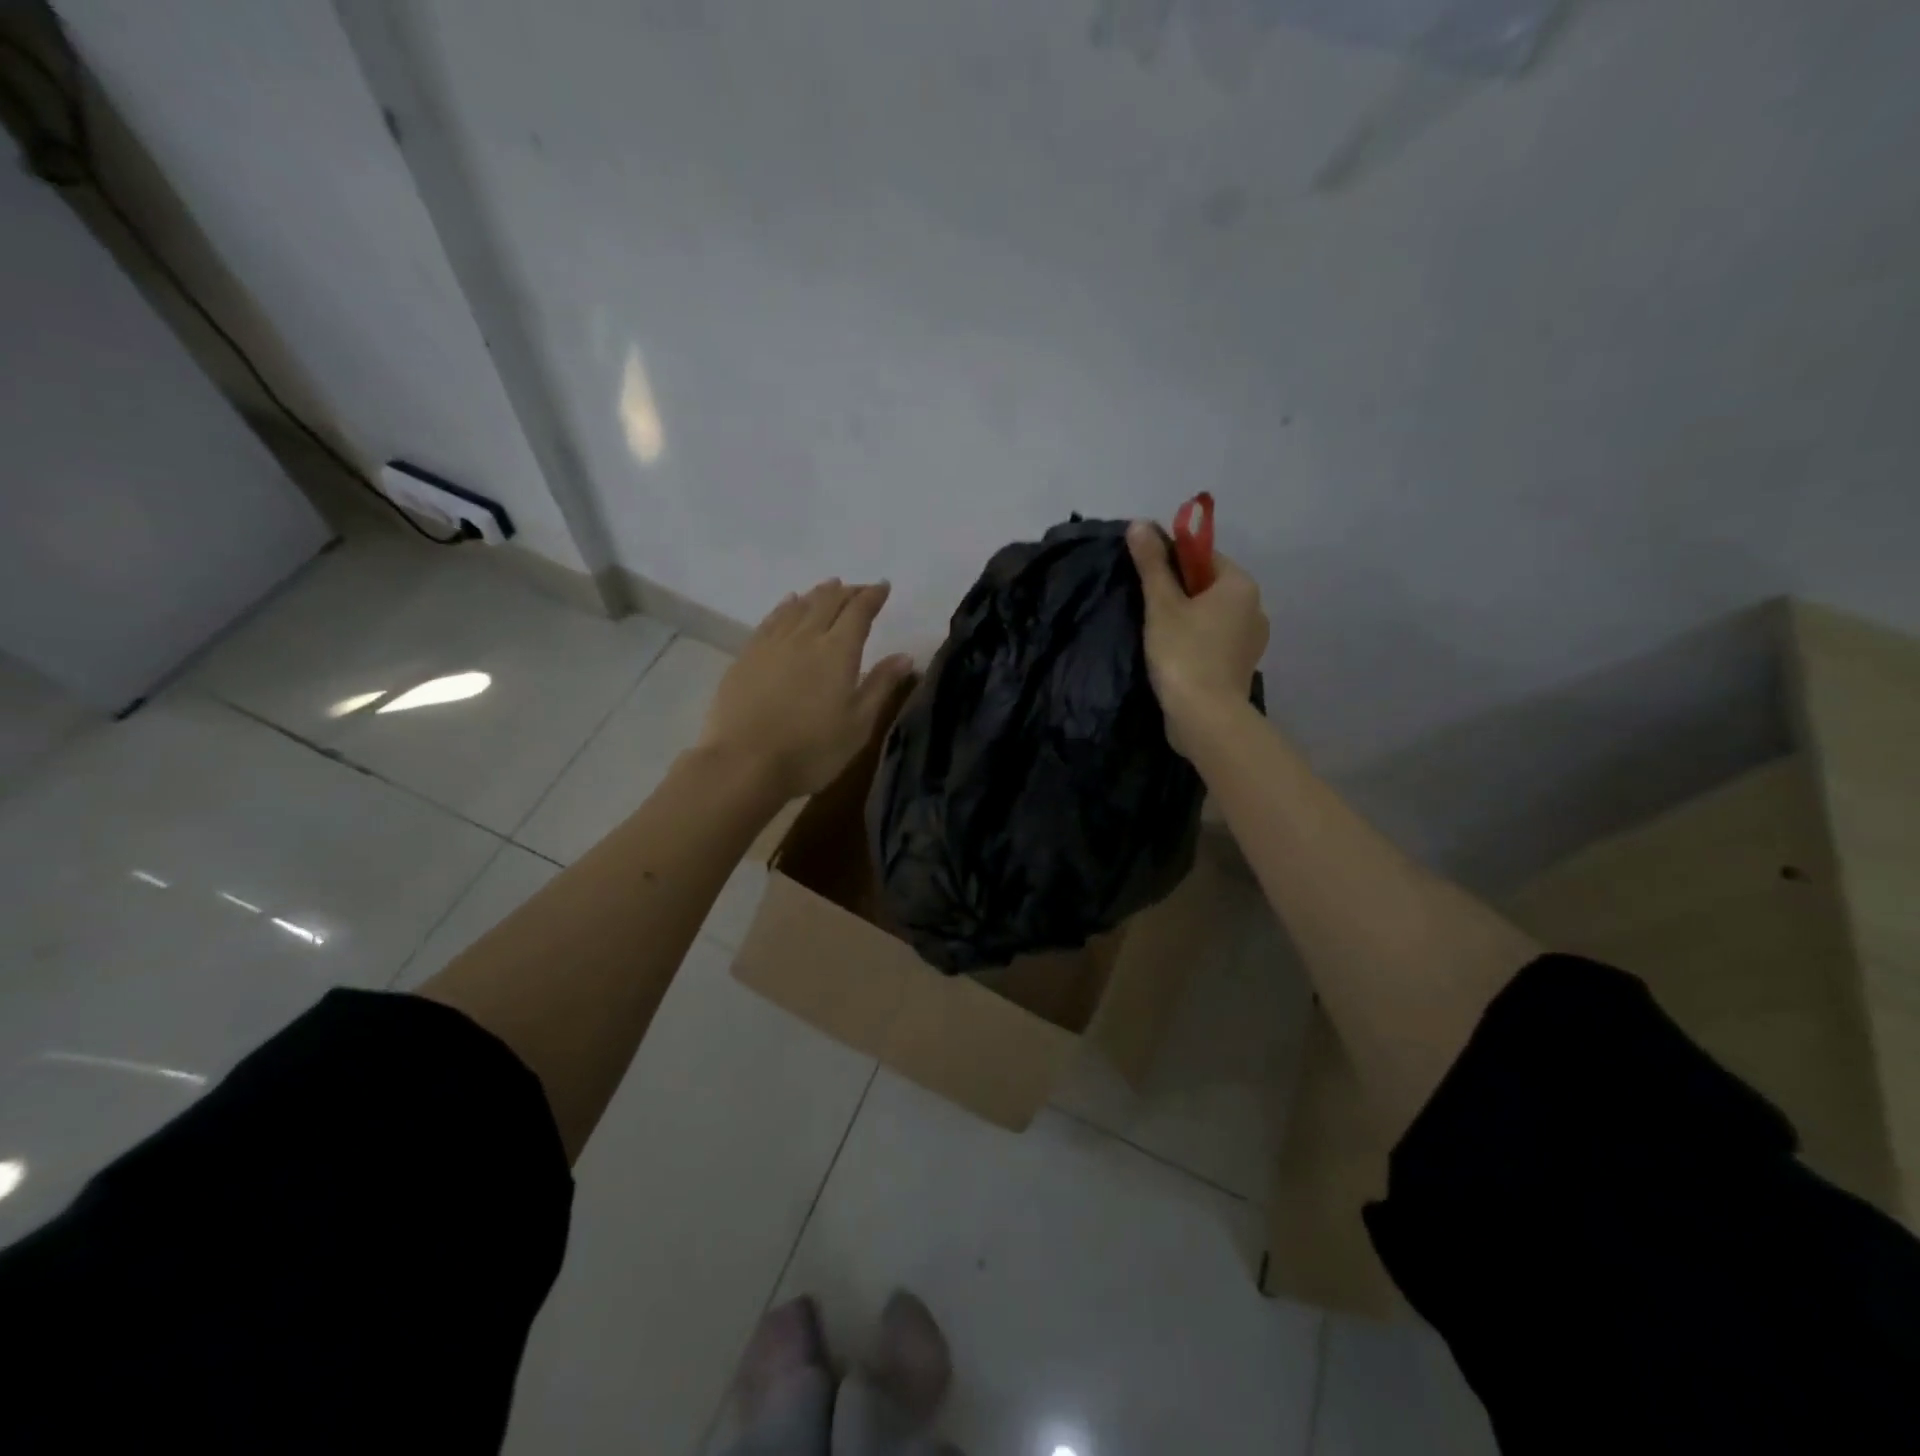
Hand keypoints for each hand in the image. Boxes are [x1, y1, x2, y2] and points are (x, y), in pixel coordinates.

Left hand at [699, 579, 913, 798]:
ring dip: (817, 594)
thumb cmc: (812, 750)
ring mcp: (772, 644)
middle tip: (860, 589)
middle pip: (828, 602)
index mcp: (837, 651)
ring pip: (798, 606)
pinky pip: (771, 618)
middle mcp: (805, 637)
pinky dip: (786, 606)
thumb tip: (904, 656)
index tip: (883, 587)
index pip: (859, 612)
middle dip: (847, 591)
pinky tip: (788, 603)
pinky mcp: (747, 656)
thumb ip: (881, 685)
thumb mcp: (858, 724)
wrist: (744, 763)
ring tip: (829, 588)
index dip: (872, 596)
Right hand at [1126, 521, 1268, 753]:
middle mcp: (1255, 608)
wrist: (1205, 717)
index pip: (1204, 557)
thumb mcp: (1161, 605)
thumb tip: (1139, 523)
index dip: (1172, 562)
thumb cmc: (1183, 653)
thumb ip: (1152, 564)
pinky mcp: (1242, 667)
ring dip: (1188, 620)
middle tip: (1147, 609)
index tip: (1146, 579)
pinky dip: (1197, 642)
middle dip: (1180, 593)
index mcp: (1240, 585)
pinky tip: (1174, 657)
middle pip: (1209, 587)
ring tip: (1158, 636)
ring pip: (1213, 617)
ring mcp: (1252, 641)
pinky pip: (1216, 641)